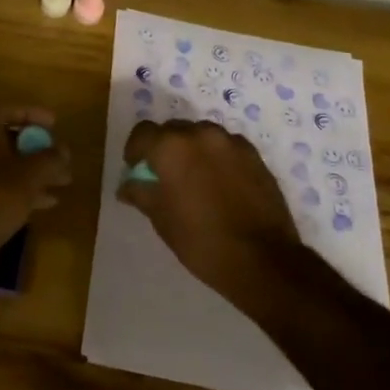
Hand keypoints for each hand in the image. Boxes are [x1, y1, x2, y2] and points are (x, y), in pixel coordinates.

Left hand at [0, 100, 71, 246]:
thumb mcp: (32, 173)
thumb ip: (51, 158)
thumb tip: (63, 150)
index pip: (4, 108)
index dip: (31, 113)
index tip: (53, 124)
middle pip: (5, 138)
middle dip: (36, 147)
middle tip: (58, 156)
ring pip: (3, 164)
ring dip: (32, 171)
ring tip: (62, 182)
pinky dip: (20, 188)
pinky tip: (46, 202)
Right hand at [119, 119, 301, 298]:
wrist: (262, 260)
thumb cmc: (201, 240)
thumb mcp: (161, 219)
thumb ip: (141, 193)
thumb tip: (127, 185)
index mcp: (171, 147)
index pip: (143, 132)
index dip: (135, 149)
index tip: (137, 169)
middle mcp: (200, 134)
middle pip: (173, 130)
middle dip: (164, 148)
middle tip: (165, 176)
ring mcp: (231, 142)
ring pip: (201, 135)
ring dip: (192, 150)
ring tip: (195, 179)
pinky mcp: (254, 155)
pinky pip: (226, 147)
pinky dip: (217, 158)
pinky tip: (221, 184)